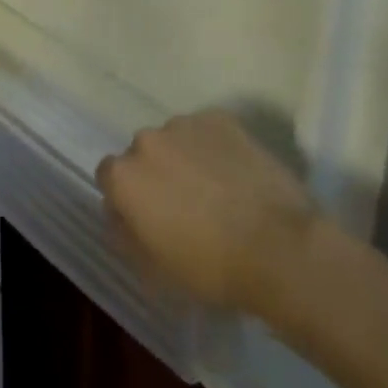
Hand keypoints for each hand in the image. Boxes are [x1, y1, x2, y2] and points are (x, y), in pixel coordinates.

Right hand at [97, 110, 319, 314]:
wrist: (279, 248)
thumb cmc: (210, 268)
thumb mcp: (154, 269)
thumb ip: (127, 234)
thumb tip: (122, 215)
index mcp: (124, 177)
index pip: (108, 177)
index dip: (126, 198)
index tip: (147, 219)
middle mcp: (146, 140)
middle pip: (142, 154)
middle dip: (156, 174)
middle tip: (184, 205)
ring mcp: (185, 124)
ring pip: (175, 140)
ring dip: (184, 158)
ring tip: (216, 189)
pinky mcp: (221, 118)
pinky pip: (207, 131)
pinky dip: (214, 148)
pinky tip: (236, 174)